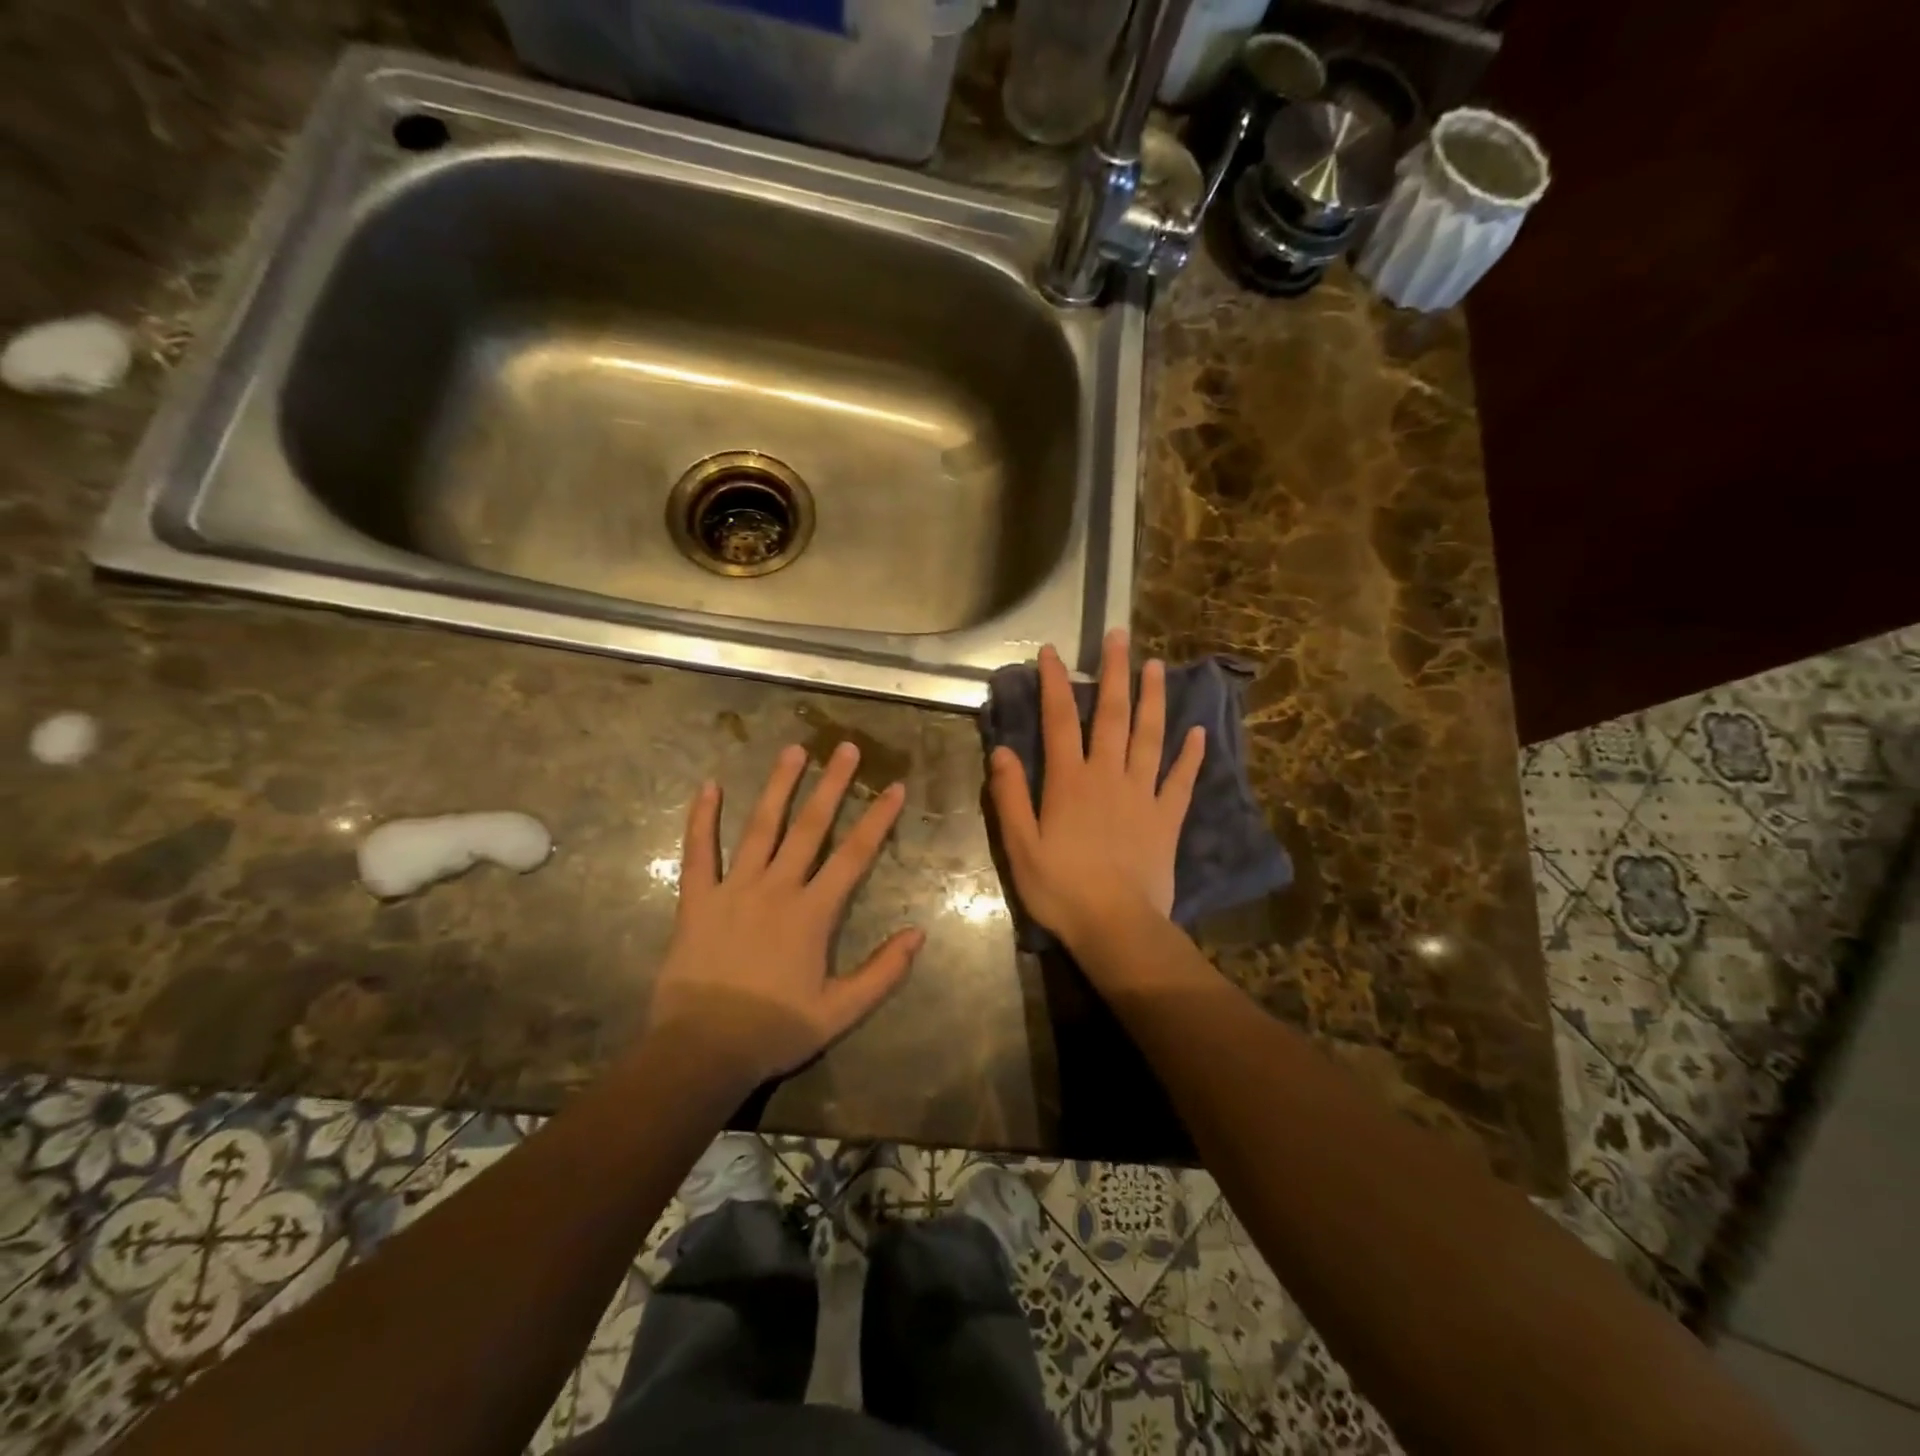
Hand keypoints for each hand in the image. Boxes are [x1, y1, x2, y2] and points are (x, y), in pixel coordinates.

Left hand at [645, 742, 922, 1087]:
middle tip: (845, 747)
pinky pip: (698, 852)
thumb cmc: (774, 1030)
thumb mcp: (840, 1011)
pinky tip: (708, 786)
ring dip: (778, 786)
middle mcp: (776, 888)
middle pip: (810, 827)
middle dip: (832, 785)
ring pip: (760, 827)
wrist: (702, 1050)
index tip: (893, 787)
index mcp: (812, 913)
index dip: (877, 819)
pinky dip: (702, 819)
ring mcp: (733, 889)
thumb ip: (883, 972)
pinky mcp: (697, 899)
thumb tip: (918, 933)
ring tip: (792, 751)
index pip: (853, 855)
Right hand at [988, 628, 1204, 955]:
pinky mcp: (1167, 818)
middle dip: (1114, 674)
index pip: (1059, 720)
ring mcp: (1143, 795)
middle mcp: (1108, 776)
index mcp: (1069, 781)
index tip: (1052, 651)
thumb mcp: (1020, 847)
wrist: (1117, 926)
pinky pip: (1181, 780)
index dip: (1055, 683)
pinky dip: (1190, 756)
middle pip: (1112, 716)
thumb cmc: (1061, 889)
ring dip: (1153, 699)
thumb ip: (1009, 796)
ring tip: (1158, 666)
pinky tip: (1198, 733)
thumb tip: (1001, 750)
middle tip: (1120, 637)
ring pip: (1150, 736)